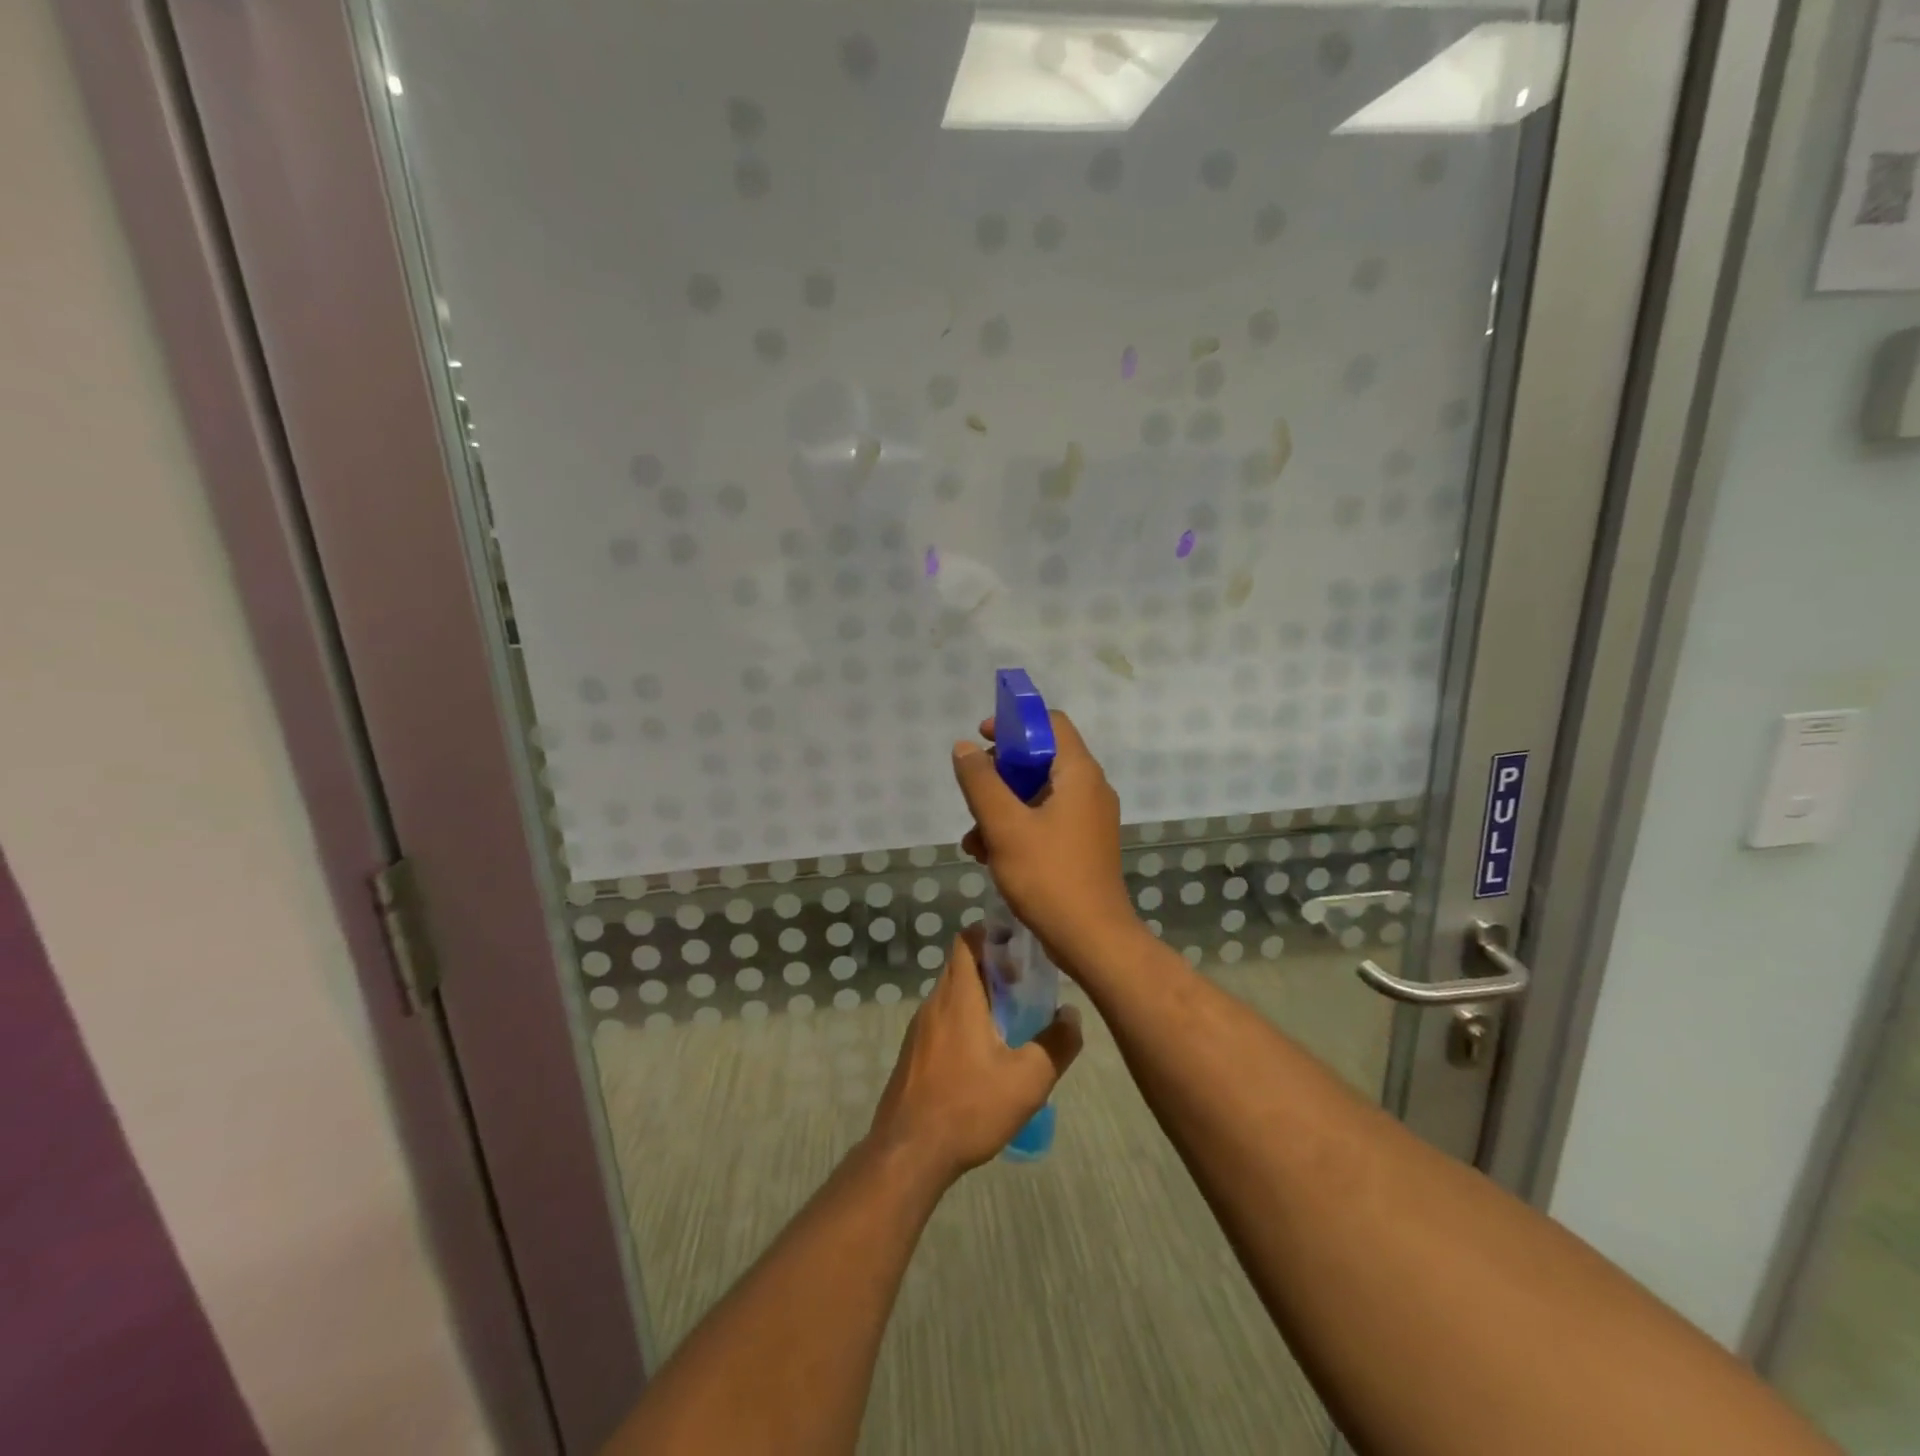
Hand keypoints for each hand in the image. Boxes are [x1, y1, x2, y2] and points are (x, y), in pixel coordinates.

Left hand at [868, 928, 1081, 1185]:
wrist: (908, 1154)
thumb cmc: (969, 1107)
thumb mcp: (1028, 1080)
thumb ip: (1056, 1043)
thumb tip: (1071, 1015)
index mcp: (958, 997)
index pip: (968, 940)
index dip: (993, 933)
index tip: (1021, 945)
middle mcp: (934, 1003)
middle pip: (961, 966)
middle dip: (993, 967)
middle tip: (1026, 985)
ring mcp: (919, 1030)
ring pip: (952, 995)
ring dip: (979, 996)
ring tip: (1011, 1021)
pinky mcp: (913, 1054)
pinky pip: (942, 1021)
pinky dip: (964, 1021)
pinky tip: (984, 1055)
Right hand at [951, 712, 1142, 978]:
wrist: (1092, 939)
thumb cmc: (1048, 875)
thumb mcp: (1004, 825)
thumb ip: (981, 782)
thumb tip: (964, 748)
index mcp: (1079, 773)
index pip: (1050, 723)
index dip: (1014, 724)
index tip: (981, 740)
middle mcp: (1090, 789)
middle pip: (1040, 760)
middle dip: (999, 775)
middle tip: (973, 796)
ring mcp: (1089, 819)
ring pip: (1038, 795)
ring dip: (1002, 808)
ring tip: (974, 839)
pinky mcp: (1082, 845)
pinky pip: (1046, 821)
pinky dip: (1017, 829)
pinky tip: (989, 856)